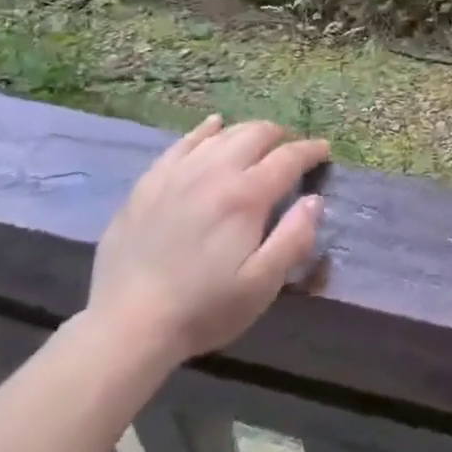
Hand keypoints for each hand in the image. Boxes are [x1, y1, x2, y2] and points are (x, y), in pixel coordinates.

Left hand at [87, 116, 327, 363]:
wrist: (127, 325)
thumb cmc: (203, 309)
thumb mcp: (261, 285)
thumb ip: (294, 238)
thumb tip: (315, 200)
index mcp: (246, 196)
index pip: (288, 158)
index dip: (310, 151)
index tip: (324, 150)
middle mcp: (214, 171)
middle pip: (255, 134)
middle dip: (280, 136)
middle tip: (291, 150)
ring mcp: (178, 172)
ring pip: (221, 134)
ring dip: (247, 132)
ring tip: (258, 141)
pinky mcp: (149, 182)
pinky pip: (183, 142)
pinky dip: (204, 130)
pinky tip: (212, 126)